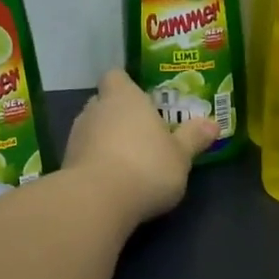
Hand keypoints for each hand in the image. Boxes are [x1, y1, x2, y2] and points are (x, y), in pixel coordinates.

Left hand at [64, 70, 217, 225]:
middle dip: (120, 115)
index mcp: (124, 97)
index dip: (126, 86)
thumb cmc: (147, 166)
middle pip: (104, 103)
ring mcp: (76, 137)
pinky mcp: (66, 164)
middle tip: (142, 132)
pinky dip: (96, 163)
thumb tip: (212, 123)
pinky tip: (113, 181)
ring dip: (106, 140)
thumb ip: (193, 137)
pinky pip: (85, 155)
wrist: (98, 201)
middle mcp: (95, 109)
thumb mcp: (181, 155)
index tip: (142, 100)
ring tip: (129, 160)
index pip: (116, 77)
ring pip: (93, 129)